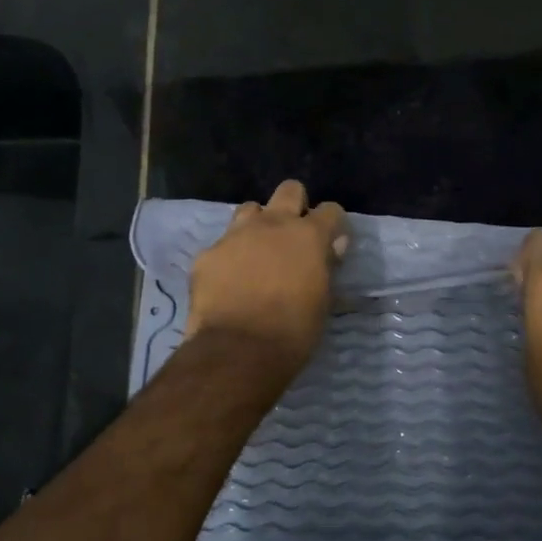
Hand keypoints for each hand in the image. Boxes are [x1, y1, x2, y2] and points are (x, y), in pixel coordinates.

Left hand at [186, 180, 348, 371]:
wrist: (238, 350)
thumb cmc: (293, 331)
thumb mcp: (323, 301)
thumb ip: (326, 266)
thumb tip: (332, 247)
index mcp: (308, 236)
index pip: (331, 210)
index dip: (333, 225)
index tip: (331, 242)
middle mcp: (273, 224)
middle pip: (289, 190)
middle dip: (295, 205)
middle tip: (293, 235)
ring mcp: (236, 235)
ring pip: (250, 209)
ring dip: (258, 225)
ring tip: (258, 251)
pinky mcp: (208, 253)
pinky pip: (222, 244)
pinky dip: (229, 256)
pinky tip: (229, 280)